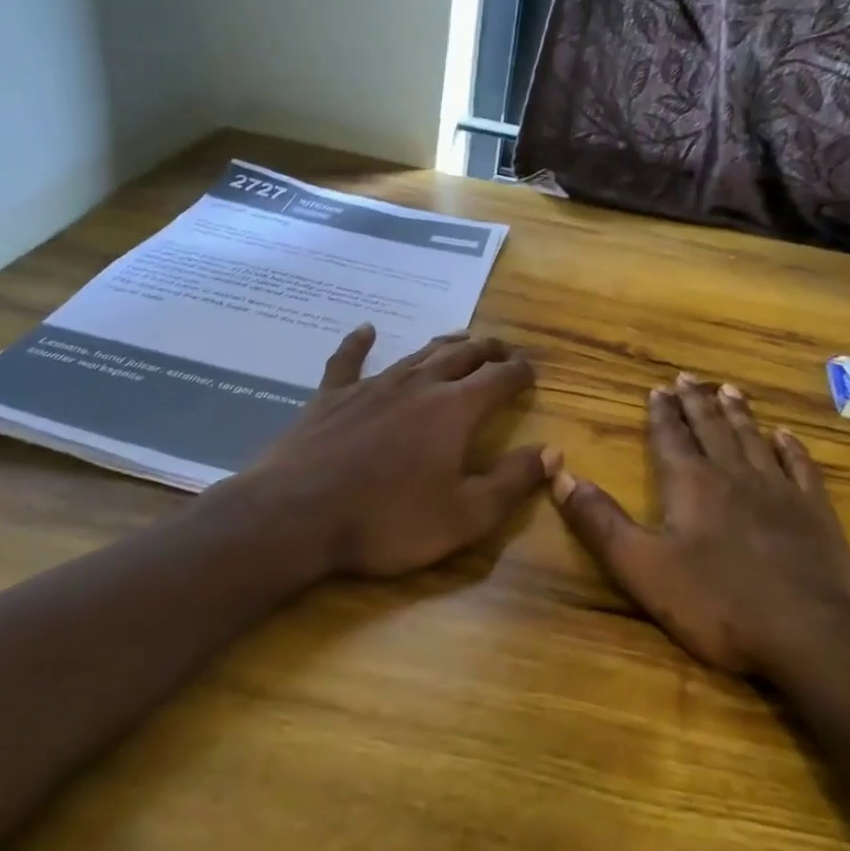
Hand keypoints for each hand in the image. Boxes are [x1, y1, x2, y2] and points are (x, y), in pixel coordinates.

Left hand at [245, 323, 551, 578]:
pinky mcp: (331, 395)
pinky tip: (366, 330)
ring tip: (461, 338)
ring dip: (444, 344)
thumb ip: (513, 481)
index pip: (499, 378)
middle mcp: (419, 384)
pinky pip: (348, 360)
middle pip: (462, 355)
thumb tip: (553, 452)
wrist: (296, 516)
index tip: (531, 372)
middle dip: (488, 350)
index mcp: (455, 409)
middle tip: (503, 351)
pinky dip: (359, 343)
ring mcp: (372, 385)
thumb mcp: (465, 515)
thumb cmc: (387, 520)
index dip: (520, 372)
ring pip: (417, 353)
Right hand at [549, 373, 849, 676]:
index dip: (662, 412)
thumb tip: (559, 475)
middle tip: (688, 376)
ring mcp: (779, 490)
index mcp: (691, 484)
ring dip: (738, 413)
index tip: (658, 387)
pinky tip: (785, 435)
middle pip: (711, 428)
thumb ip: (600, 522)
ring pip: (752, 439)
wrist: (810, 633)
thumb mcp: (642, 568)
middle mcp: (733, 474)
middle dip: (696, 402)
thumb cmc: (718, 603)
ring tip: (729, 389)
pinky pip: (800, 467)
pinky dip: (790, 448)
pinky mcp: (814, 511)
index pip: (671, 437)